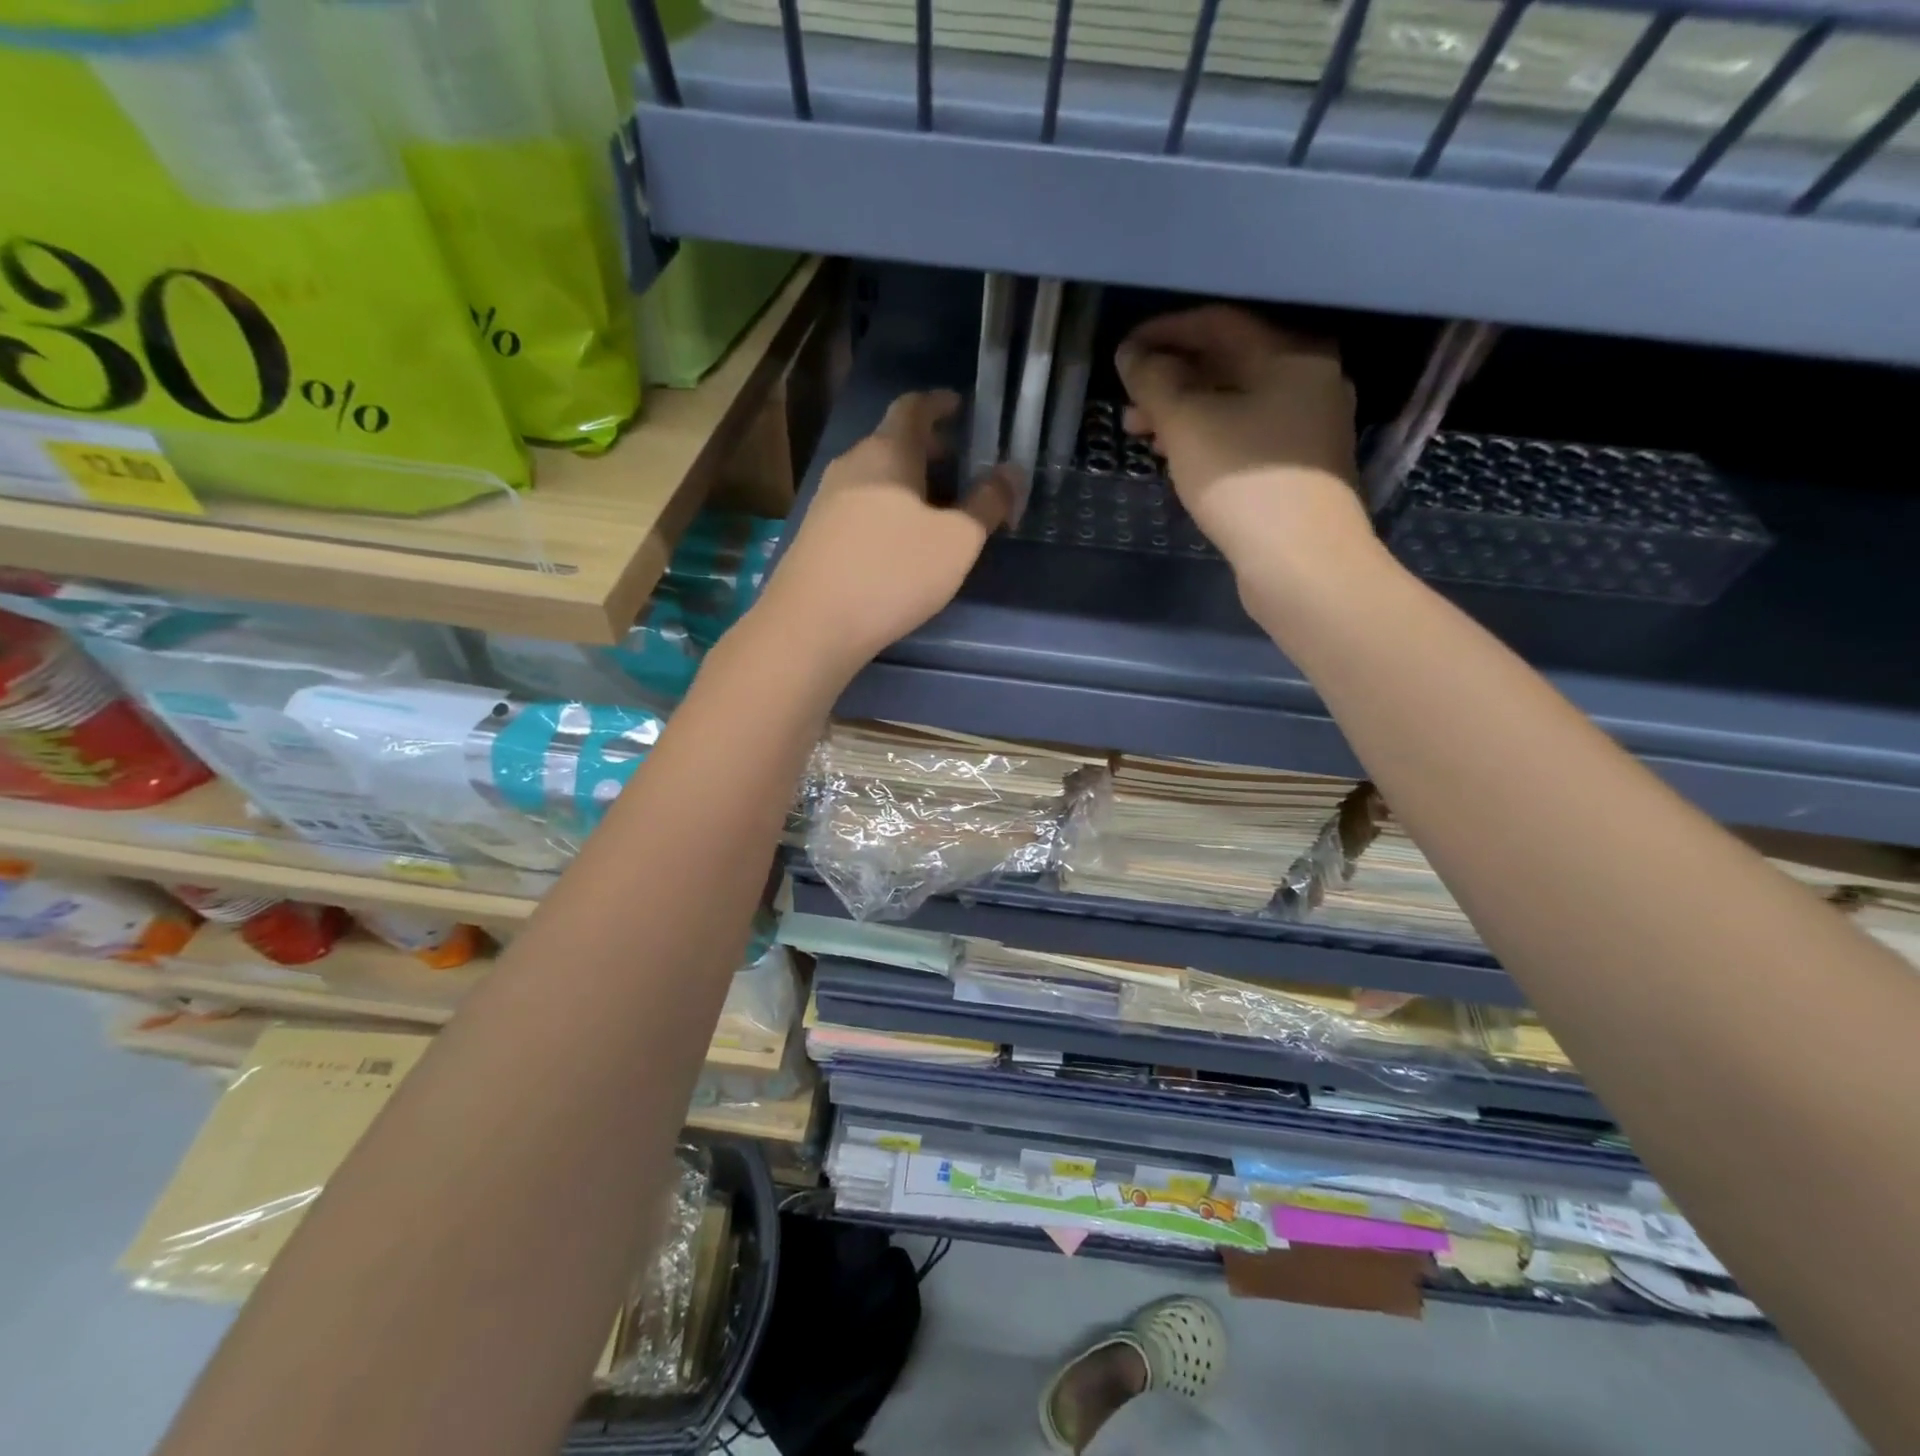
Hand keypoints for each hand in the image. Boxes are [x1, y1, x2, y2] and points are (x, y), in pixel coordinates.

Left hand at [756, 390, 1013, 677]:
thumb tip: (1012, 473)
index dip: (938, 403)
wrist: (812, 624)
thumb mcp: (957, 541)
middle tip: (960, 463)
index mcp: (888, 452)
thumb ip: (988, 504)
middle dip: (929, 448)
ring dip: (908, 482)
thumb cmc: (893, 572)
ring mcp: (828, 500)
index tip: (960, 406)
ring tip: (937, 507)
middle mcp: (852, 465)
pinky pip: (861, 505)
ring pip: (876, 477)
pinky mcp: (817, 535)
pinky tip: (901, 541)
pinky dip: (888, 508)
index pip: (913, 407)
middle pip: (893, 442)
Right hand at [1116, 306, 1367, 573]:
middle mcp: (1308, 378)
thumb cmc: (1245, 483)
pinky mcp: (1299, 467)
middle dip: (1170, 379)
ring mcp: (1308, 425)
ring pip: (1234, 403)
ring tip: (1142, 436)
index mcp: (1290, 353)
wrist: (1303, 563)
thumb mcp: (1188, 425)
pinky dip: (1207, 437)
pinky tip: (1178, 459)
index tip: (1123, 354)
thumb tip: (1132, 355)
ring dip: (1184, 413)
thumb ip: (1155, 382)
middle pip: (1227, 363)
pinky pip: (1244, 434)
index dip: (1163, 333)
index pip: (1217, 323)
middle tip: (1128, 406)